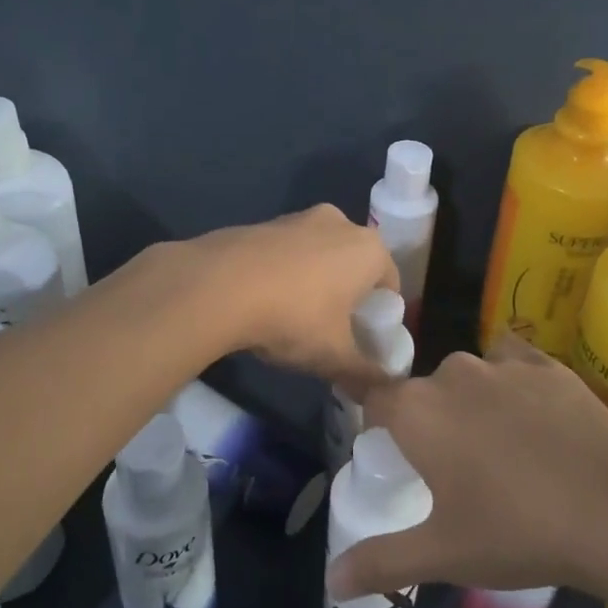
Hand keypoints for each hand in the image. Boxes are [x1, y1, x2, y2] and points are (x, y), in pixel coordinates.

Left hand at [186, 204, 400, 384]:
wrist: (217, 285)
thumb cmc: (292, 317)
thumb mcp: (334, 356)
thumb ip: (365, 373)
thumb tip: (383, 389)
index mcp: (368, 248)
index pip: (390, 283)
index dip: (381, 314)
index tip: (366, 339)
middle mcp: (339, 222)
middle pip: (355, 264)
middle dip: (349, 294)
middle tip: (334, 329)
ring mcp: (298, 217)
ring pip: (320, 254)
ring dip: (315, 280)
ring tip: (296, 317)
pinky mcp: (263, 222)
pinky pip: (286, 251)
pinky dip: (284, 271)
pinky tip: (265, 300)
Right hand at [326, 336, 607, 607]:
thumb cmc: (518, 533)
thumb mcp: (443, 555)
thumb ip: (381, 562)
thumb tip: (331, 581)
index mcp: (416, 411)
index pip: (373, 399)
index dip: (376, 423)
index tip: (390, 453)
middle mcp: (451, 373)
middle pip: (424, 393)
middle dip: (430, 424)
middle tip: (454, 472)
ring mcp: (502, 364)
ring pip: (468, 378)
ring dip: (471, 404)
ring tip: (501, 452)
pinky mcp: (547, 363)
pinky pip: (512, 364)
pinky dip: (512, 384)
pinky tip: (534, 418)